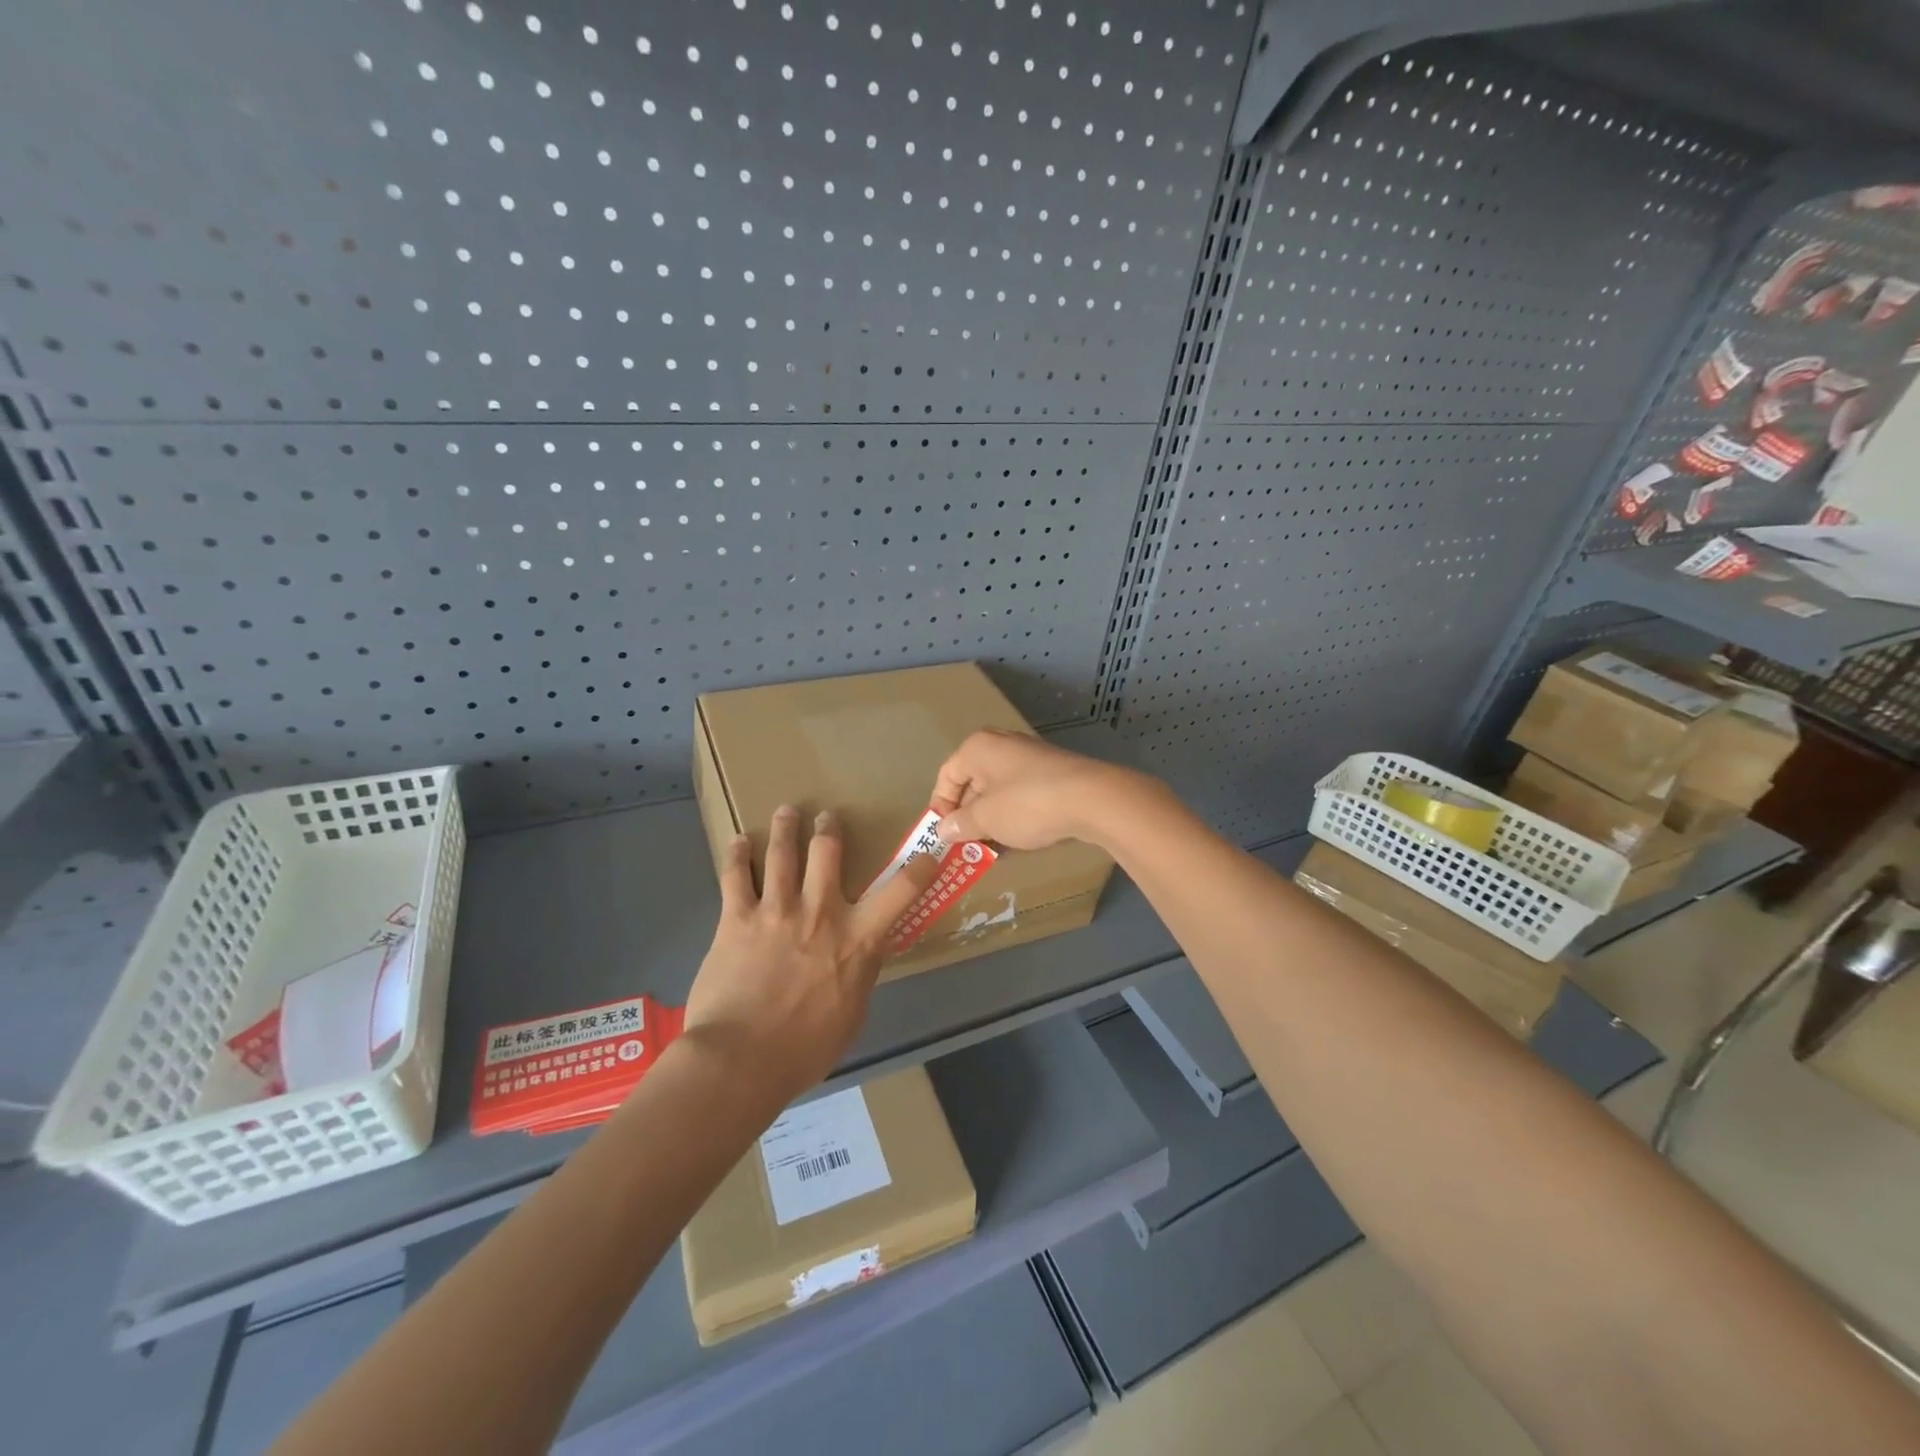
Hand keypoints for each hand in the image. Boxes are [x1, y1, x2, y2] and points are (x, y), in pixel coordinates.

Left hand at [681, 806, 936, 1101]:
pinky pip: (736, 876)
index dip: (920, 867)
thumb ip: (862, 974)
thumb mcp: (852, 1015)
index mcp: (857, 939)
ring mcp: (776, 911)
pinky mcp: (736, 918)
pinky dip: (737, 854)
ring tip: (787, 811)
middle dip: (828, 829)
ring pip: (782, 853)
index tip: (930, 852)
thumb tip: (867, 951)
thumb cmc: (804, 1049)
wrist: (741, 1060)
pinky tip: (737, 842)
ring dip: (785, 827)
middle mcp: (820, 913)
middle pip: (827, 853)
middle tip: (826, 817)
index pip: (901, 892)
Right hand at [931, 728, 1152, 850]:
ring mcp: (1030, 757)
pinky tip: (1019, 841)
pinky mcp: (1052, 773)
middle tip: (966, 847)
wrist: (1092, 799)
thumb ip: (960, 824)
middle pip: (973, 782)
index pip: (947, 776)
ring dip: (992, 821)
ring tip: (992, 850)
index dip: (940, 807)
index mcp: (978, 748)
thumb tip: (942, 830)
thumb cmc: (1027, 804)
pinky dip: (1014, 816)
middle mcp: (1002, 745)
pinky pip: (1021, 795)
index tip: (943, 836)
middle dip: (968, 816)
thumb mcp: (986, 819)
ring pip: (998, 791)